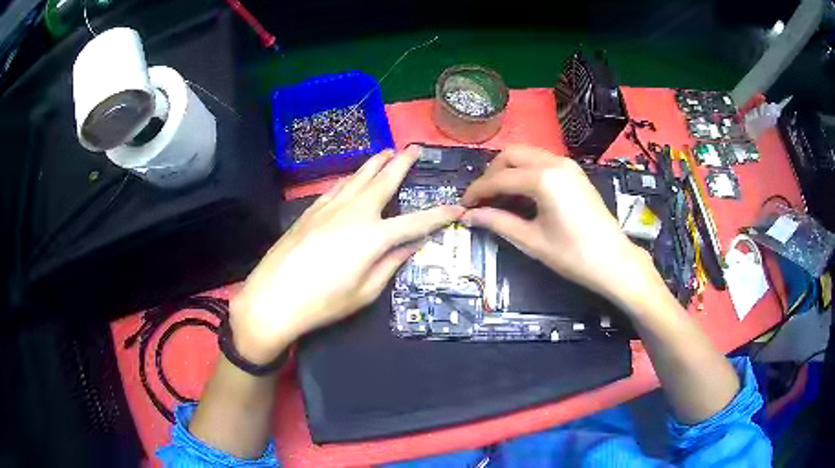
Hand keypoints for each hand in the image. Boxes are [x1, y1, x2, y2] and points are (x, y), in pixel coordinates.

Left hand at [230, 148, 462, 363]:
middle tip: (414, 148)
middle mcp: (355, 212)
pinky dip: (351, 178)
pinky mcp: (311, 210)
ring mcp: (330, 207)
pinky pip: (337, 187)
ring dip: (376, 163)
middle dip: (402, 163)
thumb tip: (413, 245)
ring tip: (388, 152)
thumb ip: (392, 263)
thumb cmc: (323, 303)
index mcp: (374, 236)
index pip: (416, 222)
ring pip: (358, 177)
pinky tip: (353, 177)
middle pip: (384, 181)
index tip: (457, 208)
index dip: (440, 215)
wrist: (273, 297)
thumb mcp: (365, 292)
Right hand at [461, 145, 656, 304]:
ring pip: (526, 154)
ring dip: (508, 170)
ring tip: (499, 197)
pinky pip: (541, 161)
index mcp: (543, 179)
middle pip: (510, 155)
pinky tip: (522, 194)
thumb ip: (498, 222)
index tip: (463, 206)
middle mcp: (554, 162)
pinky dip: (525, 171)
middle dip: (491, 174)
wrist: (614, 260)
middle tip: (482, 199)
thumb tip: (470, 216)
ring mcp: (567, 164)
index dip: (477, 191)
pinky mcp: (574, 171)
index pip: (498, 178)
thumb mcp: (532, 241)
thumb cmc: (573, 255)